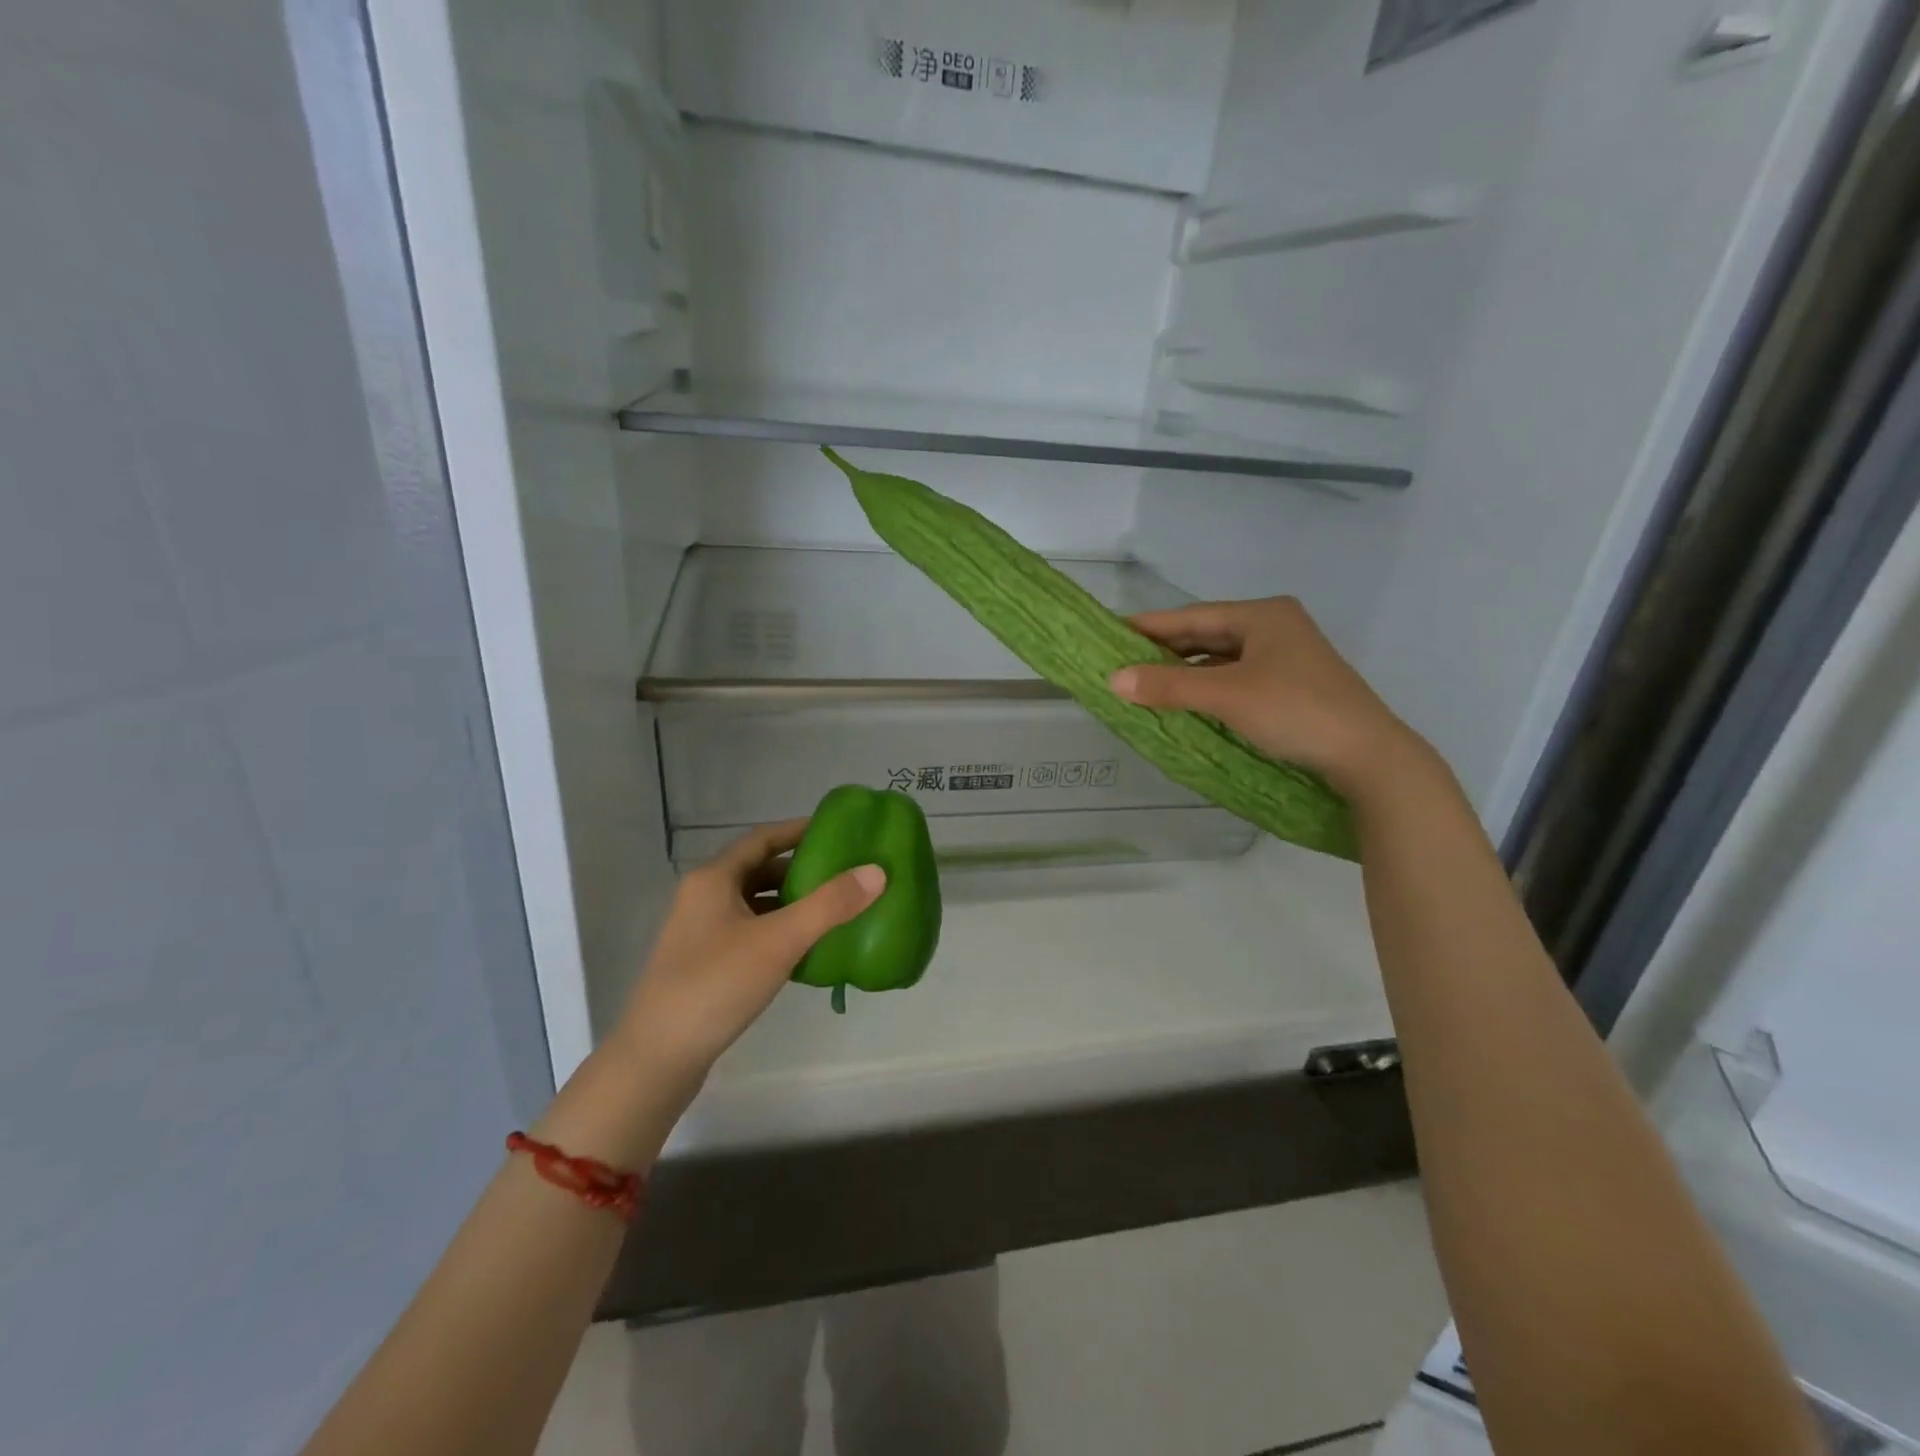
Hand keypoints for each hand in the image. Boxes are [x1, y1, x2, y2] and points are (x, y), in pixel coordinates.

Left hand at [611, 822, 885, 1103]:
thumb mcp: (779, 940)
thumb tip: (876, 871)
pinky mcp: (703, 964)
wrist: (657, 1058)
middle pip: (758, 870)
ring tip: (833, 910)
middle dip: (800, 870)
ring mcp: (700, 933)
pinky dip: (778, 932)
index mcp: (713, 879)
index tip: (837, 832)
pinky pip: (749, 933)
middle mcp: (702, 898)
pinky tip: (805, 950)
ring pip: (754, 904)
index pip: (762, 839)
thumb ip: (829, 904)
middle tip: (844, 874)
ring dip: (790, 903)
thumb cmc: (716, 985)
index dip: (798, 831)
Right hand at [1110, 597, 1426, 802]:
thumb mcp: (1226, 695)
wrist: (1368, 757)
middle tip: (1121, 662)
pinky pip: (1235, 679)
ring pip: (1221, 659)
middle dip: (1164, 650)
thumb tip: (1113, 680)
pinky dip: (1207, 687)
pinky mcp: (1291, 686)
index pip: (1192, 616)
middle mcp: (1275, 628)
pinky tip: (1185, 701)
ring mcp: (1286, 658)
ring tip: (1144, 683)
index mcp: (1263, 615)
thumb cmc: (1295, 711)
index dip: (1149, 626)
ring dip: (1184, 672)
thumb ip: (1169, 686)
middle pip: (1206, 635)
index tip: (1110, 633)